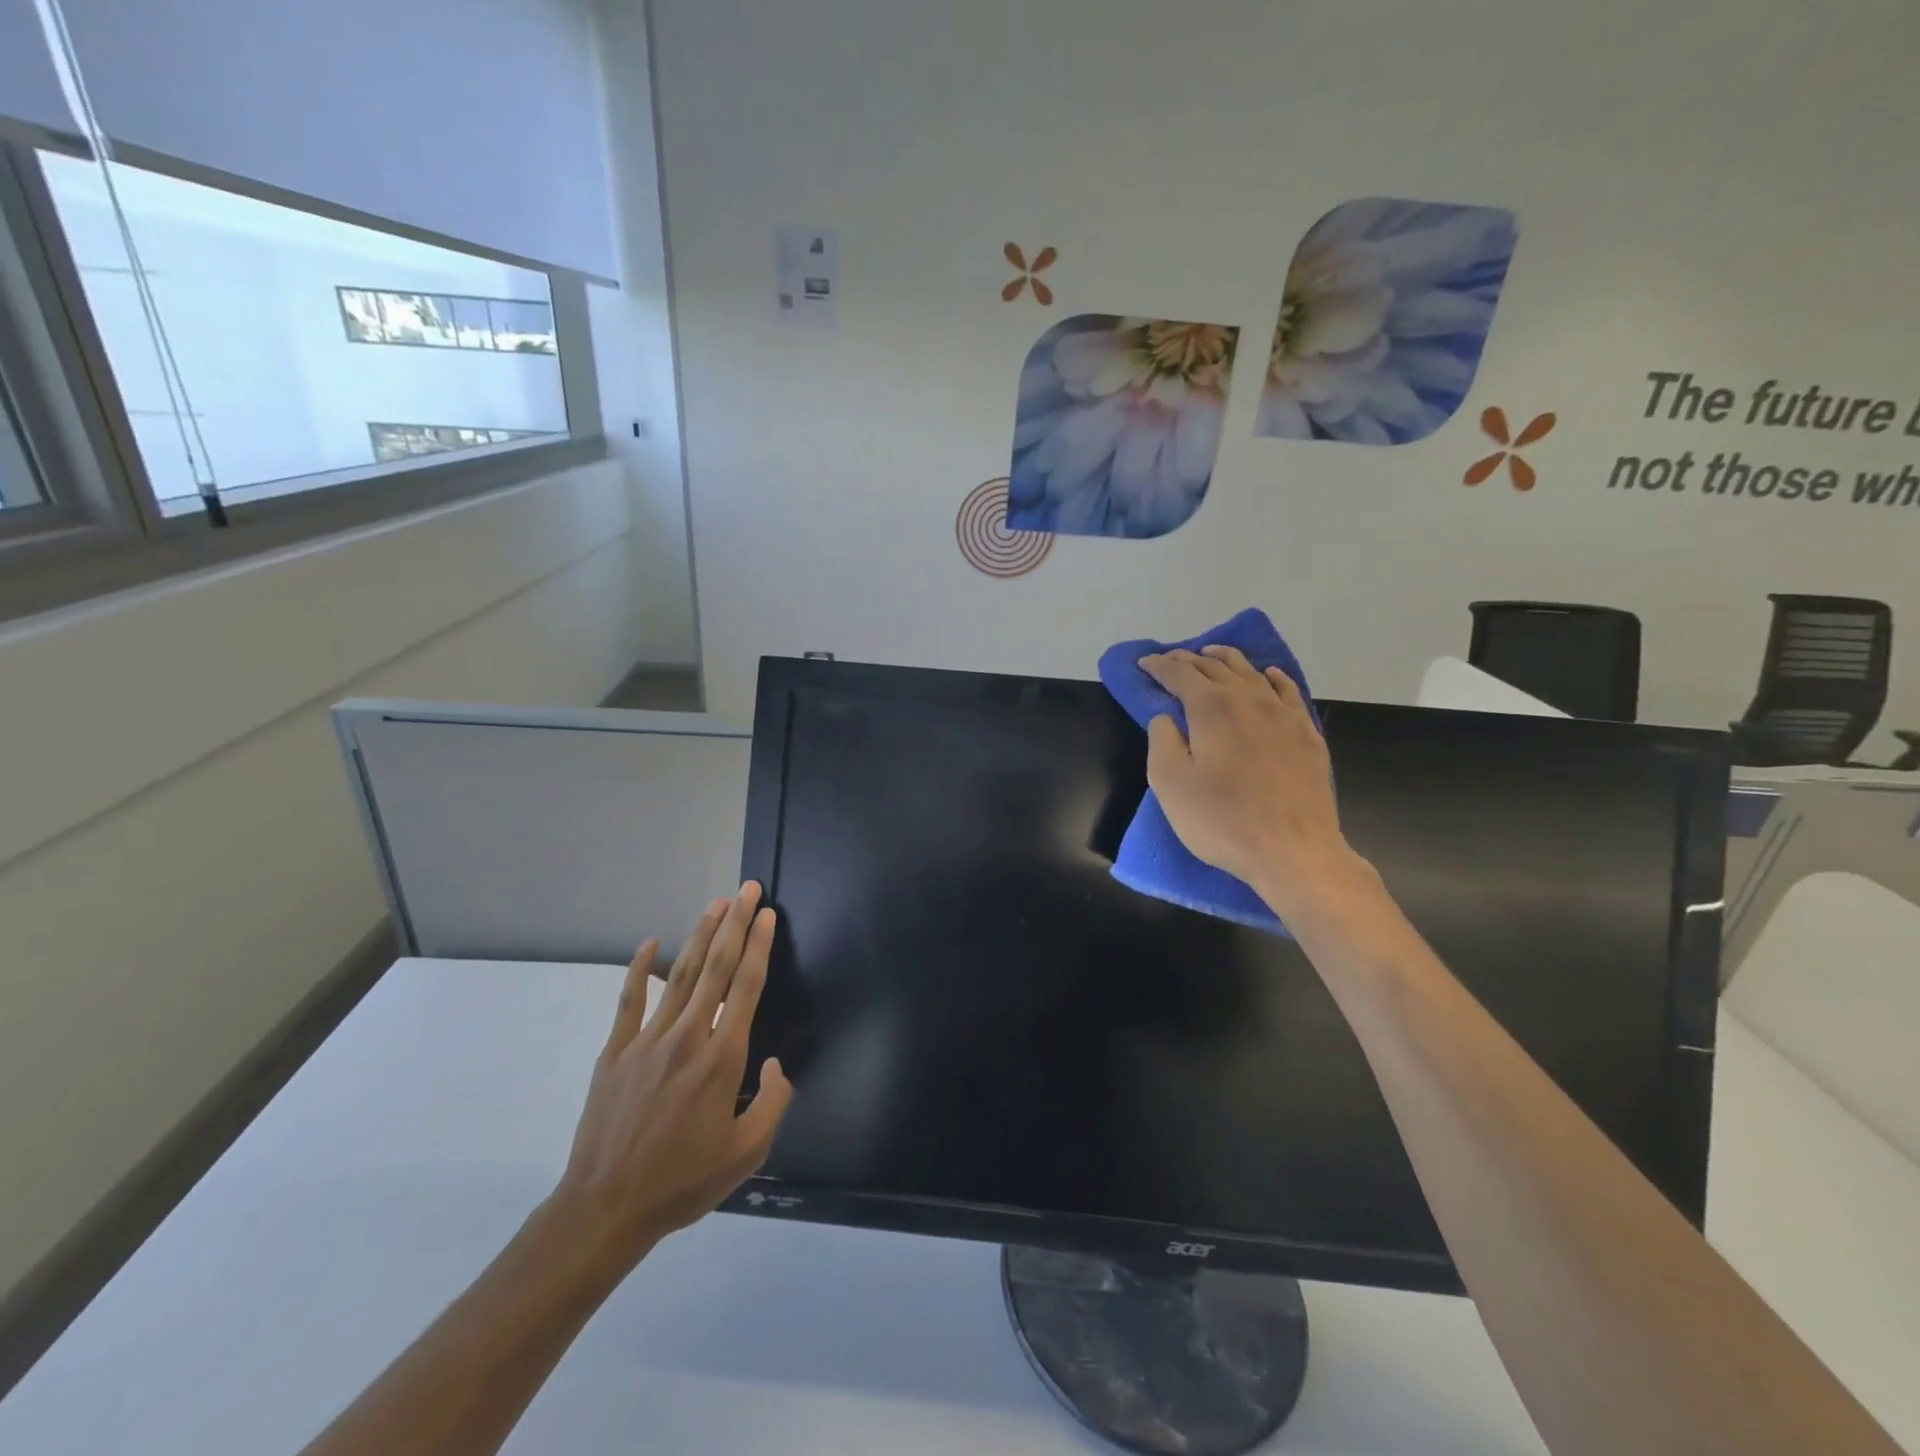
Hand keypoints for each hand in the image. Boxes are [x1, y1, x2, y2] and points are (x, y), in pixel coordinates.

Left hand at [549, 883, 792, 1268]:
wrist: (605, 1208)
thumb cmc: (682, 1182)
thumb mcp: (746, 1154)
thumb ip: (773, 1103)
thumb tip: (777, 1065)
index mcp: (721, 1058)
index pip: (746, 987)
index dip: (760, 947)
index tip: (768, 915)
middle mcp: (687, 1037)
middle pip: (716, 968)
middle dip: (735, 925)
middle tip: (748, 890)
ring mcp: (647, 1041)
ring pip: (679, 975)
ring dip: (700, 936)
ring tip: (716, 904)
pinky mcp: (616, 1052)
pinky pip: (629, 1001)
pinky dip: (639, 968)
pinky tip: (650, 941)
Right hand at [1140, 646, 1371, 920]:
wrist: (1293, 850)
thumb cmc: (1222, 820)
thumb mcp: (1170, 784)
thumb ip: (1162, 740)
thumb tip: (1166, 716)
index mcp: (1211, 708)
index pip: (1179, 674)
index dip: (1158, 666)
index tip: (1143, 664)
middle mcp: (1248, 698)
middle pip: (1215, 667)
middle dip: (1188, 660)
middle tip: (1169, 660)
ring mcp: (1283, 713)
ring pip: (1250, 672)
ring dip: (1226, 659)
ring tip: (1211, 654)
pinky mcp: (1306, 733)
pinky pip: (1287, 690)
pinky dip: (1271, 676)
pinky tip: (1267, 675)